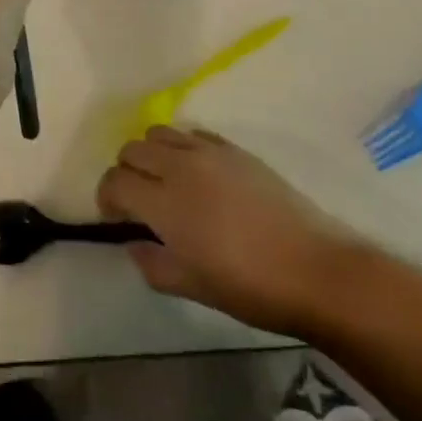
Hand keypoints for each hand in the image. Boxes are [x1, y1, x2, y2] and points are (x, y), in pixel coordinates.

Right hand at [97, 127, 373, 336]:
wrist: (314, 268)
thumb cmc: (250, 286)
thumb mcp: (192, 287)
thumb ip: (152, 264)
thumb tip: (135, 244)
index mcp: (164, 203)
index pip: (115, 181)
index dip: (107, 197)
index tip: (116, 218)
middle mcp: (180, 167)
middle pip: (132, 149)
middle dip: (126, 172)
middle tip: (139, 201)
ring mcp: (209, 153)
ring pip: (159, 133)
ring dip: (151, 154)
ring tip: (166, 182)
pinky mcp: (234, 149)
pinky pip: (193, 134)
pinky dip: (183, 148)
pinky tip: (199, 174)